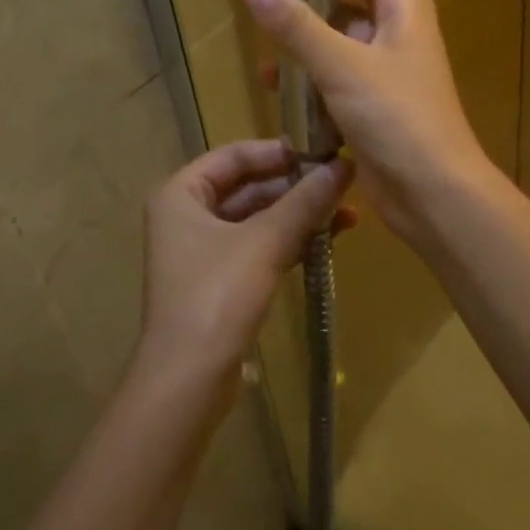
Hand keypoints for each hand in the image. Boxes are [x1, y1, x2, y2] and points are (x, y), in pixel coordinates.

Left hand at [138, 140, 353, 387]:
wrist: (189, 378)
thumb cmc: (218, 295)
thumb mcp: (266, 242)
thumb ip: (305, 201)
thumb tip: (344, 165)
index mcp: (182, 194)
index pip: (233, 155)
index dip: (277, 151)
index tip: (320, 152)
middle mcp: (187, 216)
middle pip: (247, 186)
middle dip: (295, 187)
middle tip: (342, 183)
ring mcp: (202, 251)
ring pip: (257, 219)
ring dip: (298, 215)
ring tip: (348, 212)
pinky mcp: (219, 281)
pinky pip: (258, 247)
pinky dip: (290, 242)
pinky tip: (328, 240)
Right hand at [242, 0, 493, 243]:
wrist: (433, 191)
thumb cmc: (397, 118)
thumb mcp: (342, 65)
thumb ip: (297, 26)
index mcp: (404, 3)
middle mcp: (399, 26)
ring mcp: (388, 64)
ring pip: (345, 27)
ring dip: (309, 26)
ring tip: (266, 33)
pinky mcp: (375, 99)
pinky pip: (339, 68)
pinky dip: (311, 68)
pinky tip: (275, 84)